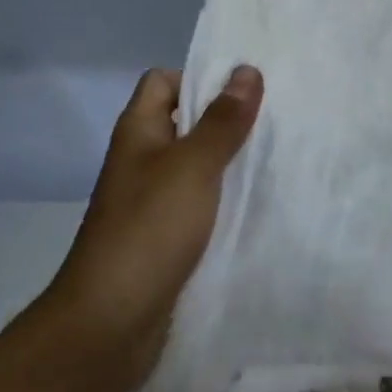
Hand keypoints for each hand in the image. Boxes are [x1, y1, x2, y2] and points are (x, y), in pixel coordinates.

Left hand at [49, 65, 262, 391]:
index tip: (248, 89)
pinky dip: (226, 201)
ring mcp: (153, 201)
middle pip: (185, 123)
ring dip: (231, 162)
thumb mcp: (192, 167)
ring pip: (197, 167)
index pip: (164, 82)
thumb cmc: (149, 230)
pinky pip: (201, 205)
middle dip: (228, 120)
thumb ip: (222, 122)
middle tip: (279, 120)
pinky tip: (261, 205)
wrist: (110, 322)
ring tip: (281, 158)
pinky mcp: (167, 237)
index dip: (201, 78)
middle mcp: (143, 161)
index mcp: (139, 132)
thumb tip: (246, 70)